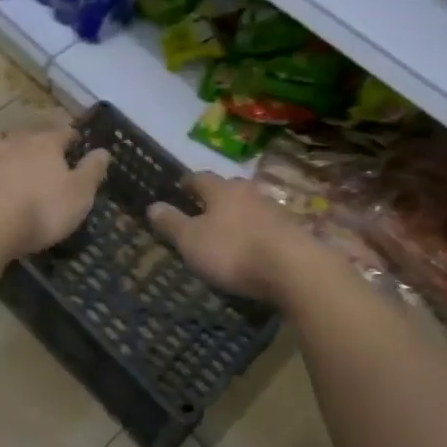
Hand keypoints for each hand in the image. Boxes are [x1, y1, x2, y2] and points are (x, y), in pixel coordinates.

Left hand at [0, 116, 109, 260]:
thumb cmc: (38, 211)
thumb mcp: (78, 196)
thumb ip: (91, 172)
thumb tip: (104, 150)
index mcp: (45, 145)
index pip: (62, 132)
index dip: (70, 135)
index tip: (75, 138)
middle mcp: (12, 142)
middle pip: (25, 133)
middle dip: (33, 137)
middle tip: (38, 146)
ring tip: (3, 154)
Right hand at [148, 172, 313, 302]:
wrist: (293, 269)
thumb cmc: (233, 251)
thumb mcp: (191, 240)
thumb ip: (172, 223)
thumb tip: (152, 205)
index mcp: (222, 190)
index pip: (201, 177)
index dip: (189, 182)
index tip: (181, 186)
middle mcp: (248, 192)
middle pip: (229, 188)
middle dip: (217, 196)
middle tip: (205, 207)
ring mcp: (274, 210)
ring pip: (250, 205)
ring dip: (239, 214)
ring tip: (229, 228)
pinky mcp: (292, 231)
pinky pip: (267, 225)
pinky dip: (257, 232)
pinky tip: (254, 246)